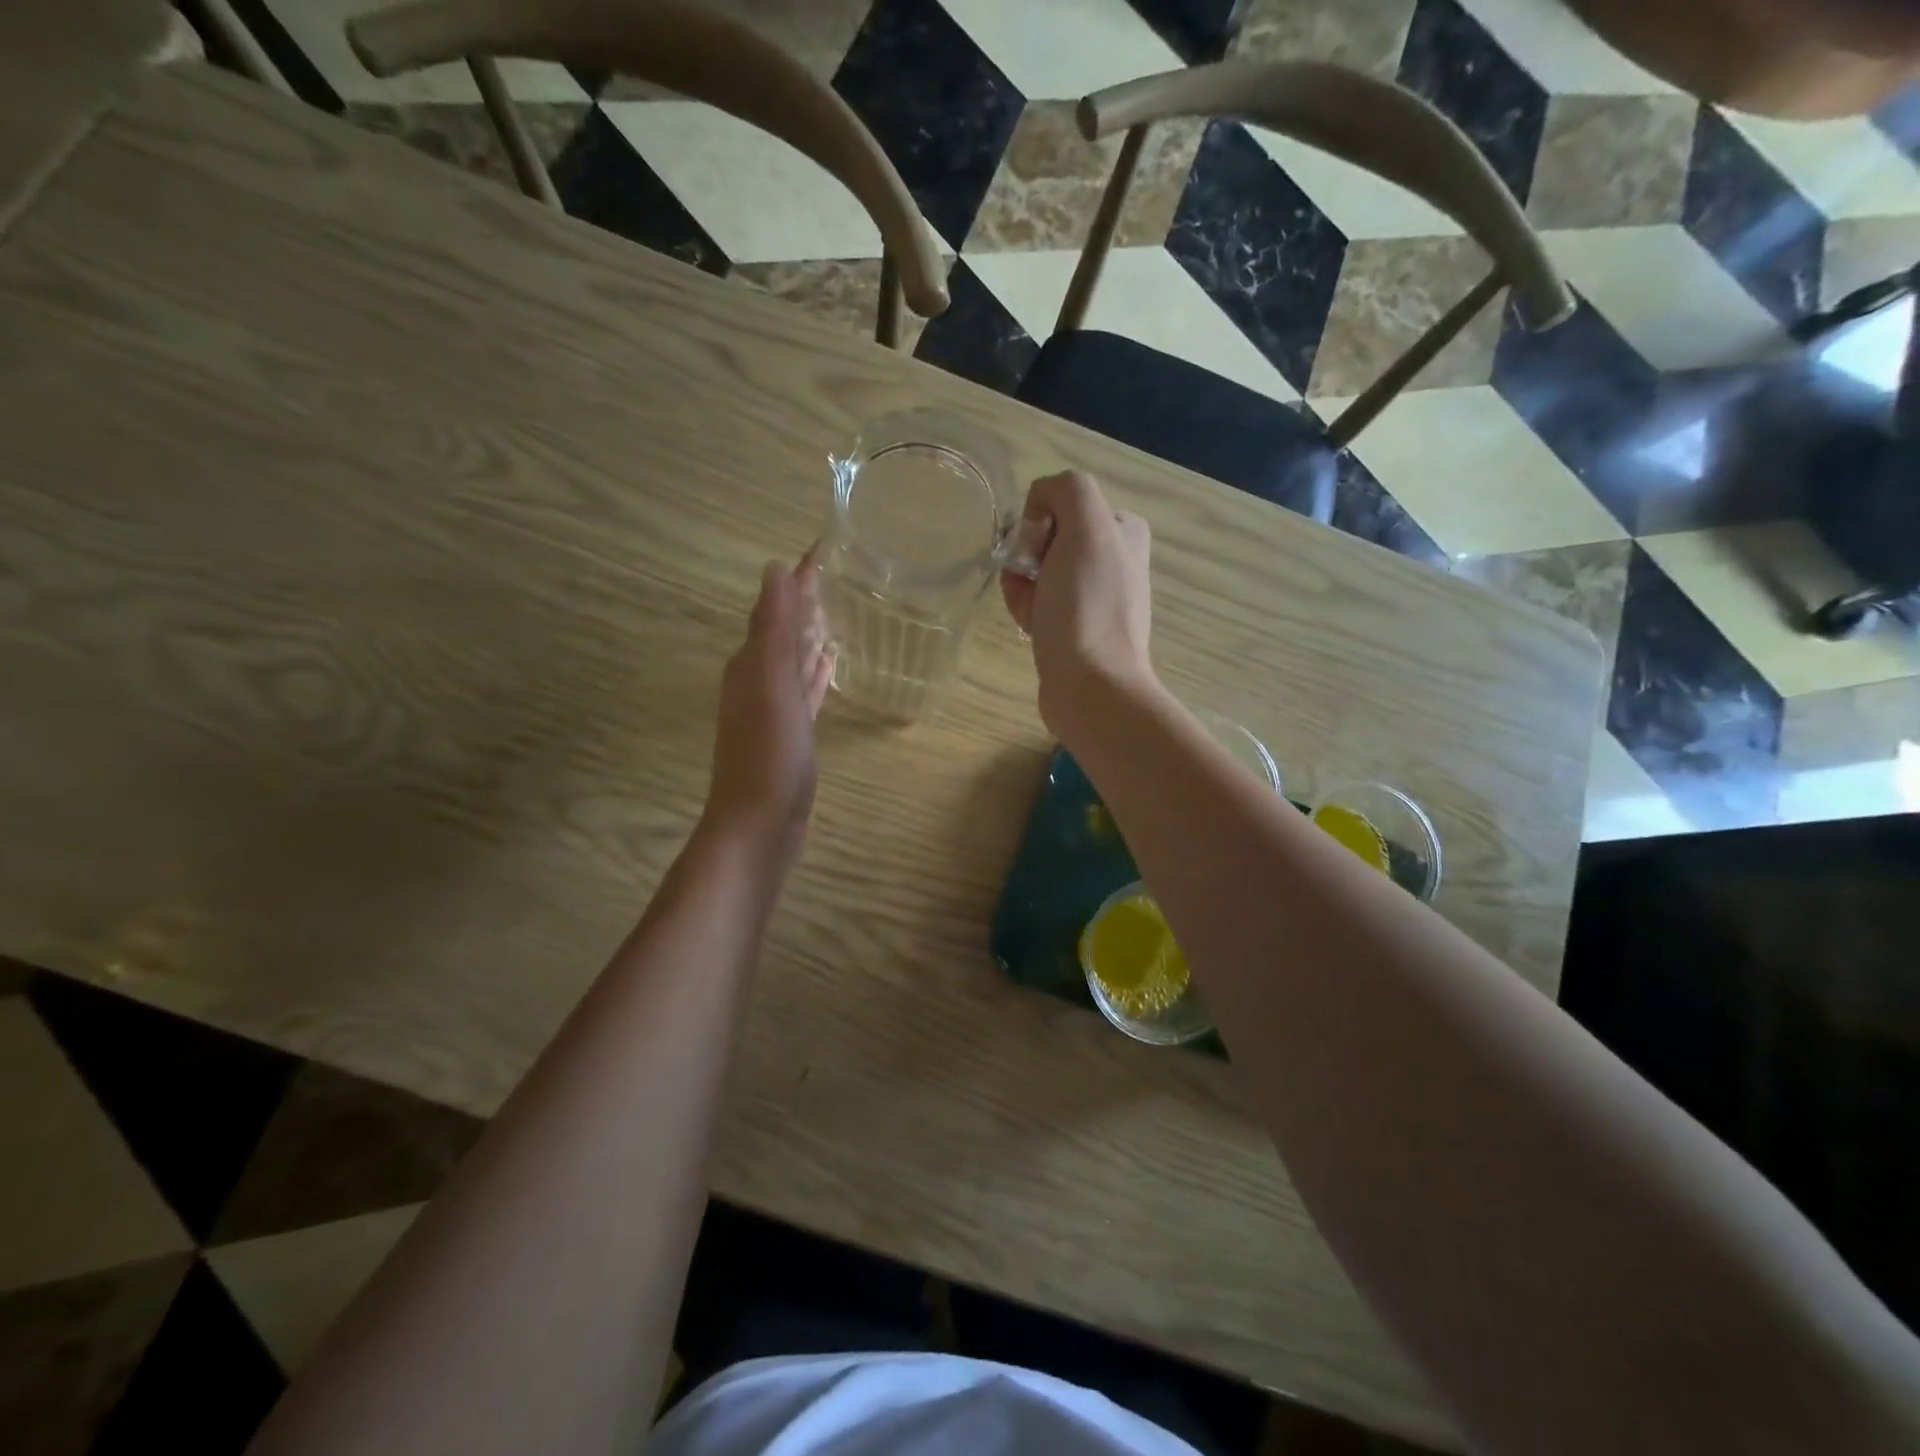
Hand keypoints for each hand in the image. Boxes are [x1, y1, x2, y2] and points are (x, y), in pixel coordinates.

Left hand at [702, 551, 833, 857]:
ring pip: (794, 660)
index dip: (801, 577)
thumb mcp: (771, 684)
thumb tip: (774, 568)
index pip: (778, 606)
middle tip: (839, 574)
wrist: (759, 825)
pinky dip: (815, 675)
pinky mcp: (791, 735)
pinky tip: (830, 666)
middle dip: (806, 602)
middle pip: (785, 629)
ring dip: (810, 636)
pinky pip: (805, 692)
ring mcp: (774, 710)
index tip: (825, 546)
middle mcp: (758, 679)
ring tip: (836, 613)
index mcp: (752, 662)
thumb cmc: (769, 754)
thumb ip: (772, 628)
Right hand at [1001, 471, 1155, 736]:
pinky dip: (1025, 609)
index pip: (1062, 502)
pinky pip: (1037, 602)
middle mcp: (1112, 559)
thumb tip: (1041, 504)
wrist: (1090, 686)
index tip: (1040, 551)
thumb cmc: (1086, 606)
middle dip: (1027, 557)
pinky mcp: (1074, 627)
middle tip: (1032, 582)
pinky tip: (1029, 626)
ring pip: (1036, 571)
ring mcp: (1093, 596)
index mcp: (1122, 530)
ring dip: (1021, 585)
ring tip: (1031, 611)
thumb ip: (1067, 490)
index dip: (1041, 522)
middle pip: (1046, 538)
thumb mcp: (1086, 528)